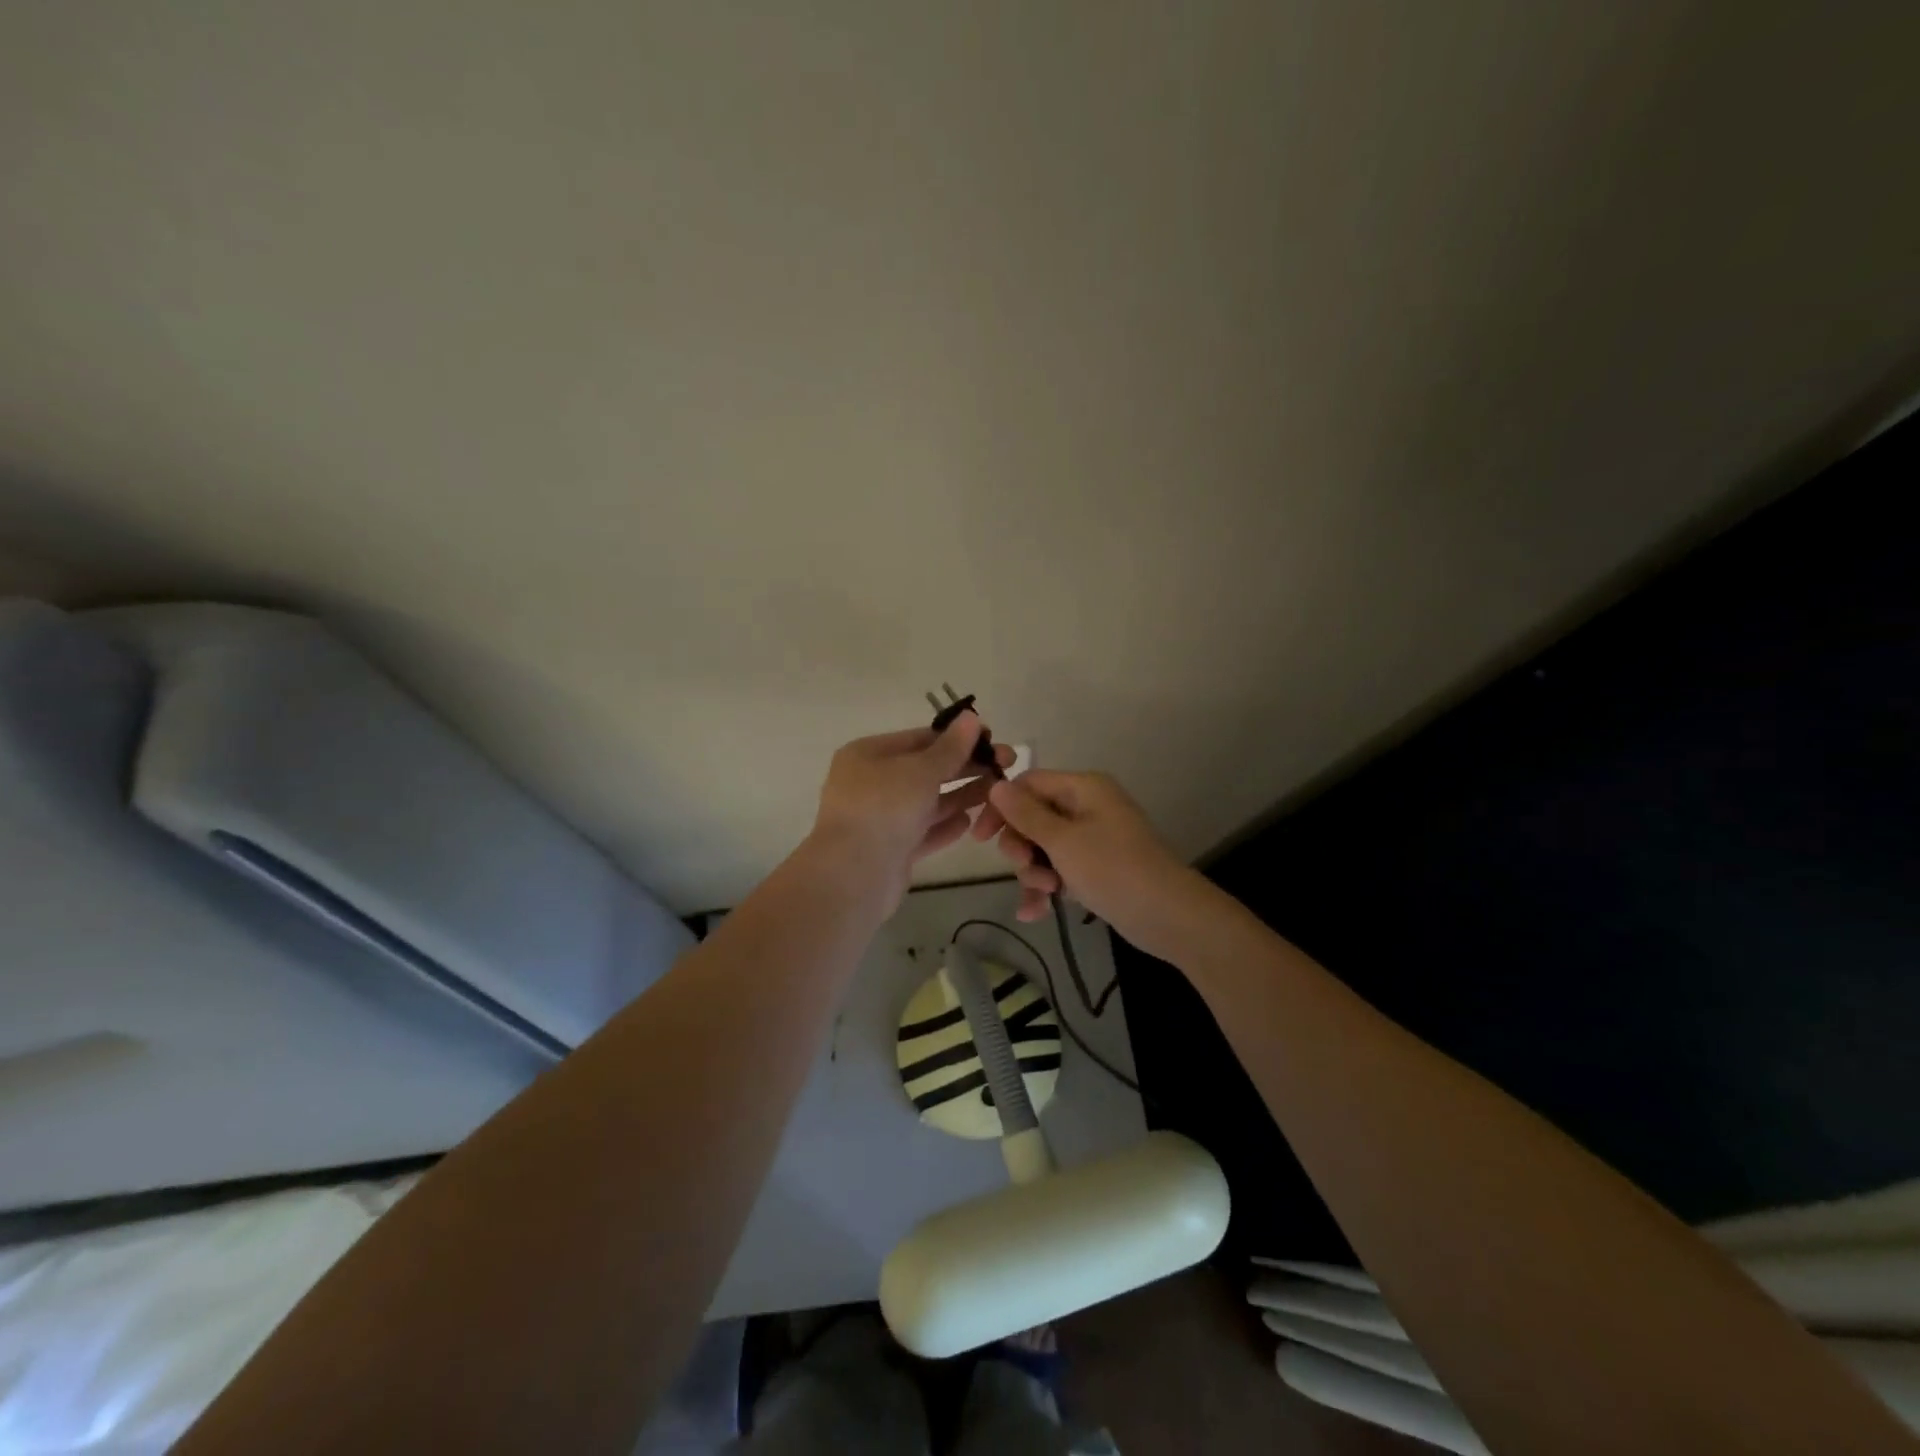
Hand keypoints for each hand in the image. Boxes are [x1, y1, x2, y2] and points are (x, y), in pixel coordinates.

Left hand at [810, 712, 1013, 901]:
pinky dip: (945, 826)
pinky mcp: (890, 850)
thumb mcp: (921, 770)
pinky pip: (922, 832)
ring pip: (927, 802)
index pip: (919, 738)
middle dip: (965, 766)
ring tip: (997, 792)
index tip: (993, 738)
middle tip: (1006, 764)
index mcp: (868, 755)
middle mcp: (870, 783)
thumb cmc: (884, 809)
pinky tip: (970, 822)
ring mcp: (879, 818)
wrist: (853, 876)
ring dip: (961, 795)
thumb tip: (971, 718)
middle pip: (925, 769)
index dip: (957, 737)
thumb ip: (950, 748)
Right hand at [971, 769, 1210, 958]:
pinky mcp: (1096, 867)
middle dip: (1021, 846)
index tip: (980, 837)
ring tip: (1045, 894)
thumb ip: (1026, 814)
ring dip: (1034, 871)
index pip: (1028, 783)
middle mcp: (1087, 807)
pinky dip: (1048, 887)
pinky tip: (1034, 913)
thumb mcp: (1063, 841)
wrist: (1167, 916)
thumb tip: (996, 786)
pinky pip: (1060, 869)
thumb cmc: (1113, 869)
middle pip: (1033, 817)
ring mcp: (1092, 838)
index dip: (1001, 807)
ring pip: (1043, 847)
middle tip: (1023, 867)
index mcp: (1083, 788)